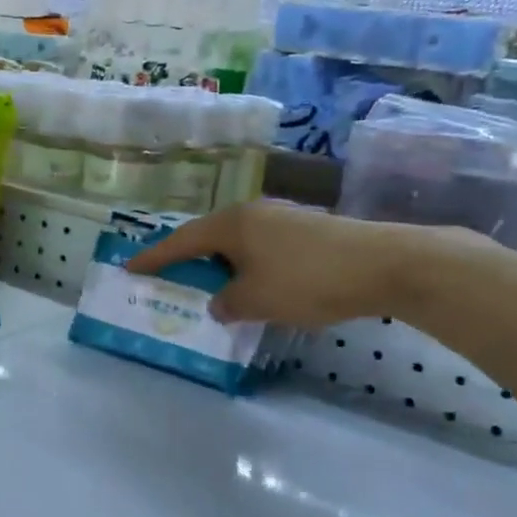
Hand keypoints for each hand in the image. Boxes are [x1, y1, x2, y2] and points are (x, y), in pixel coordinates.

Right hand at [126, 200, 446, 328]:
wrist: (386, 264)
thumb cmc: (308, 280)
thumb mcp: (256, 301)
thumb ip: (227, 304)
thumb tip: (219, 303)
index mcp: (231, 225)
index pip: (180, 241)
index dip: (153, 258)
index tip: (130, 268)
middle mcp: (253, 213)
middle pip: (209, 237)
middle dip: (188, 260)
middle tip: (170, 278)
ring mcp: (283, 218)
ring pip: (238, 243)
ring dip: (222, 265)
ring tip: (213, 287)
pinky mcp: (309, 230)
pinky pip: (263, 248)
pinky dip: (249, 267)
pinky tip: (257, 286)